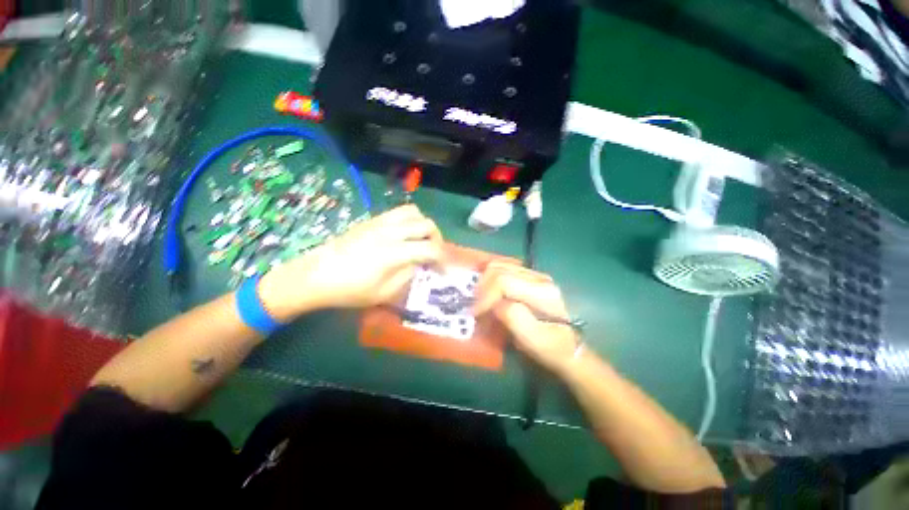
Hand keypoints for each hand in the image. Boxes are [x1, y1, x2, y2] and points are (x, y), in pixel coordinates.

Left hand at [259, 205, 442, 316]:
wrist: (315, 275)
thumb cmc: (349, 290)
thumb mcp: (383, 294)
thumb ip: (407, 276)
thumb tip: (419, 264)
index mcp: (394, 253)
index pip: (430, 248)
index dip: (442, 259)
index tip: (443, 270)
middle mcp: (391, 232)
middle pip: (427, 225)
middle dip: (437, 239)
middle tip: (433, 254)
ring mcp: (381, 222)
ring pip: (415, 212)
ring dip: (424, 225)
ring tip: (420, 240)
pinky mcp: (372, 219)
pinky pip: (399, 211)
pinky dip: (410, 219)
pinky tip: (404, 234)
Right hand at [473, 262, 579, 375]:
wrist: (568, 348)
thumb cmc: (550, 348)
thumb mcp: (532, 340)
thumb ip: (513, 317)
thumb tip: (494, 304)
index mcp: (542, 292)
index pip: (503, 282)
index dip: (485, 295)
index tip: (475, 313)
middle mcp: (539, 277)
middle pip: (499, 270)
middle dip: (482, 287)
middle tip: (475, 306)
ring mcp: (535, 275)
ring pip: (500, 265)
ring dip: (485, 281)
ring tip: (480, 299)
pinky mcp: (530, 277)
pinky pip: (504, 269)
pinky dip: (491, 278)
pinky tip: (487, 290)